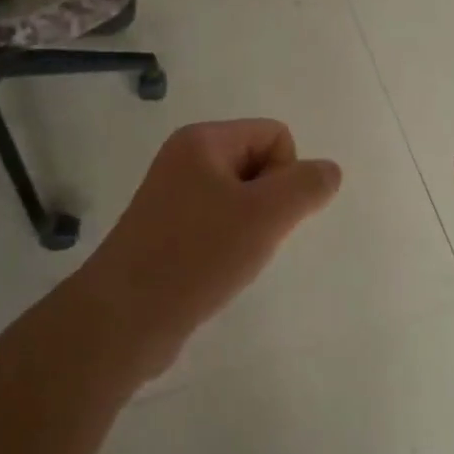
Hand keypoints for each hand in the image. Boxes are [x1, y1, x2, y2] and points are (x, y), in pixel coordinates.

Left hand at [71, 120, 341, 379]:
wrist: (124, 319)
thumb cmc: (197, 255)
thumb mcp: (266, 215)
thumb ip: (307, 186)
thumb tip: (328, 171)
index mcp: (202, 140)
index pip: (275, 135)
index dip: (286, 175)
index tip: (266, 214)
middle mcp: (184, 159)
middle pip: (259, 163)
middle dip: (269, 202)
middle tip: (249, 238)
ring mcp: (171, 196)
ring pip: (241, 199)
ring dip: (251, 227)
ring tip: (231, 258)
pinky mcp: (166, 231)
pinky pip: (218, 224)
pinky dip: (228, 245)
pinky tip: (216, 271)